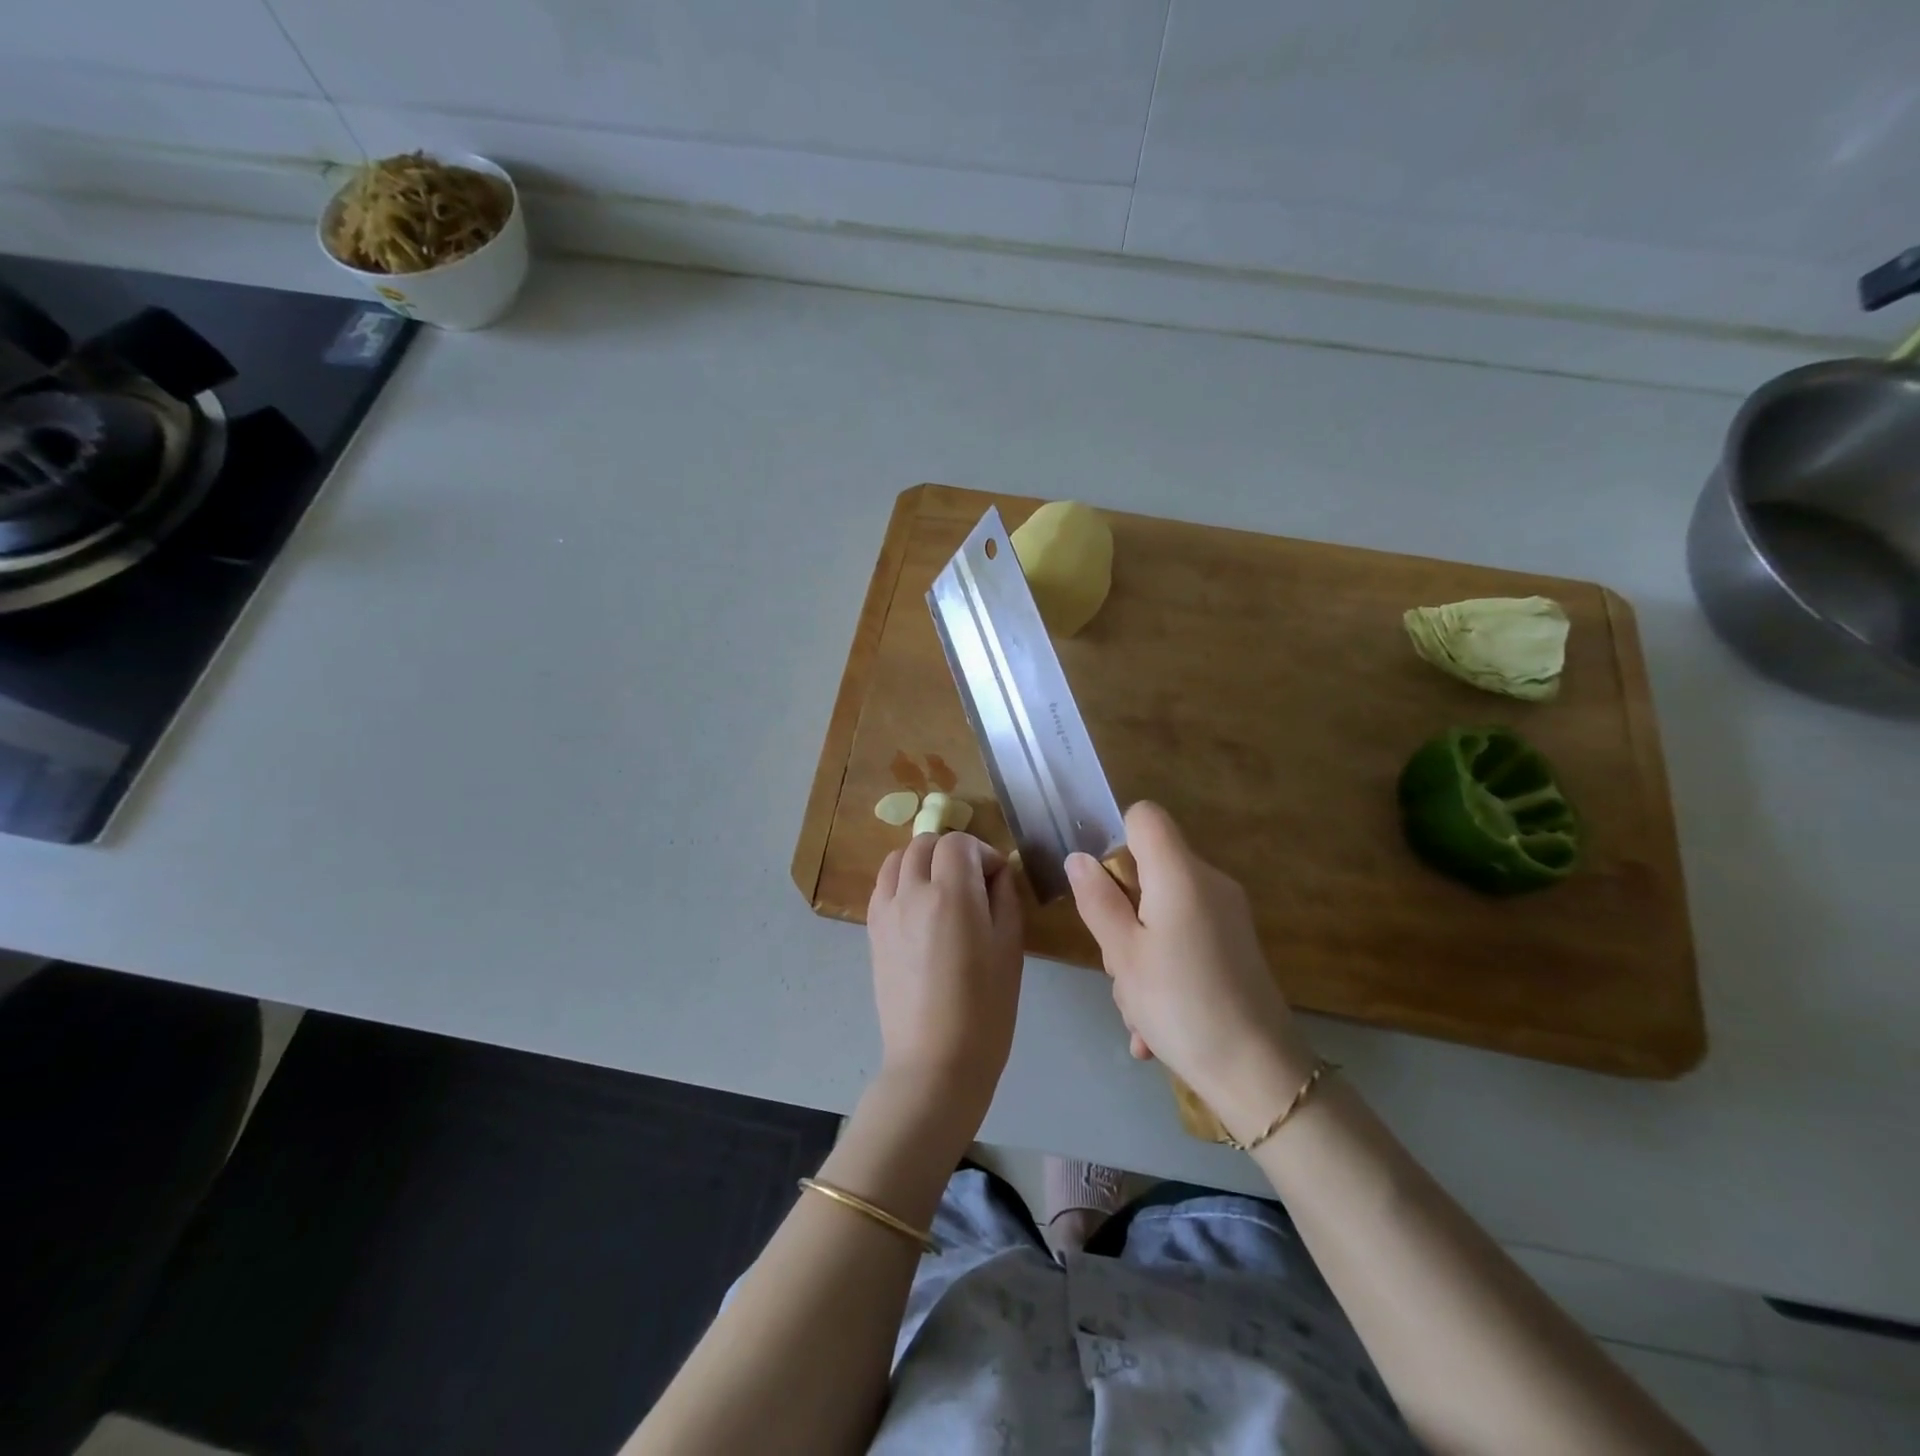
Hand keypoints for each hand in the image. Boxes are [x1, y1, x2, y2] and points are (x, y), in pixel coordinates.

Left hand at [867, 832, 1023, 1130]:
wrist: (935, 1060)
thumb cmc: (985, 1008)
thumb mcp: (1010, 947)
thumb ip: (1004, 897)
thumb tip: (996, 872)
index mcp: (951, 894)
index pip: (959, 842)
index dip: (982, 852)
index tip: (997, 879)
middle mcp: (912, 892)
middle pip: (925, 843)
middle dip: (952, 852)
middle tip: (973, 881)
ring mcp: (886, 910)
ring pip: (898, 858)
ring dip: (923, 861)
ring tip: (942, 889)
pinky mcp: (872, 930)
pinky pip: (883, 885)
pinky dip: (902, 880)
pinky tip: (919, 907)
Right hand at [1066, 802, 1311, 1132]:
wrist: (1259, 1075)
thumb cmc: (1180, 1004)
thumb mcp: (1122, 954)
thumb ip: (1098, 899)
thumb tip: (1079, 858)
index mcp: (1181, 874)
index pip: (1144, 816)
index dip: (1116, 840)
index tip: (1104, 890)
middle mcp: (1209, 883)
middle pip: (1149, 870)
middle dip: (1121, 913)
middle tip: (1118, 965)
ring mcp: (1227, 916)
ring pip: (1162, 913)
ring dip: (1138, 954)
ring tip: (1136, 1008)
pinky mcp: (1235, 947)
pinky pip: (1184, 940)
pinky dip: (1164, 971)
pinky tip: (1153, 1025)